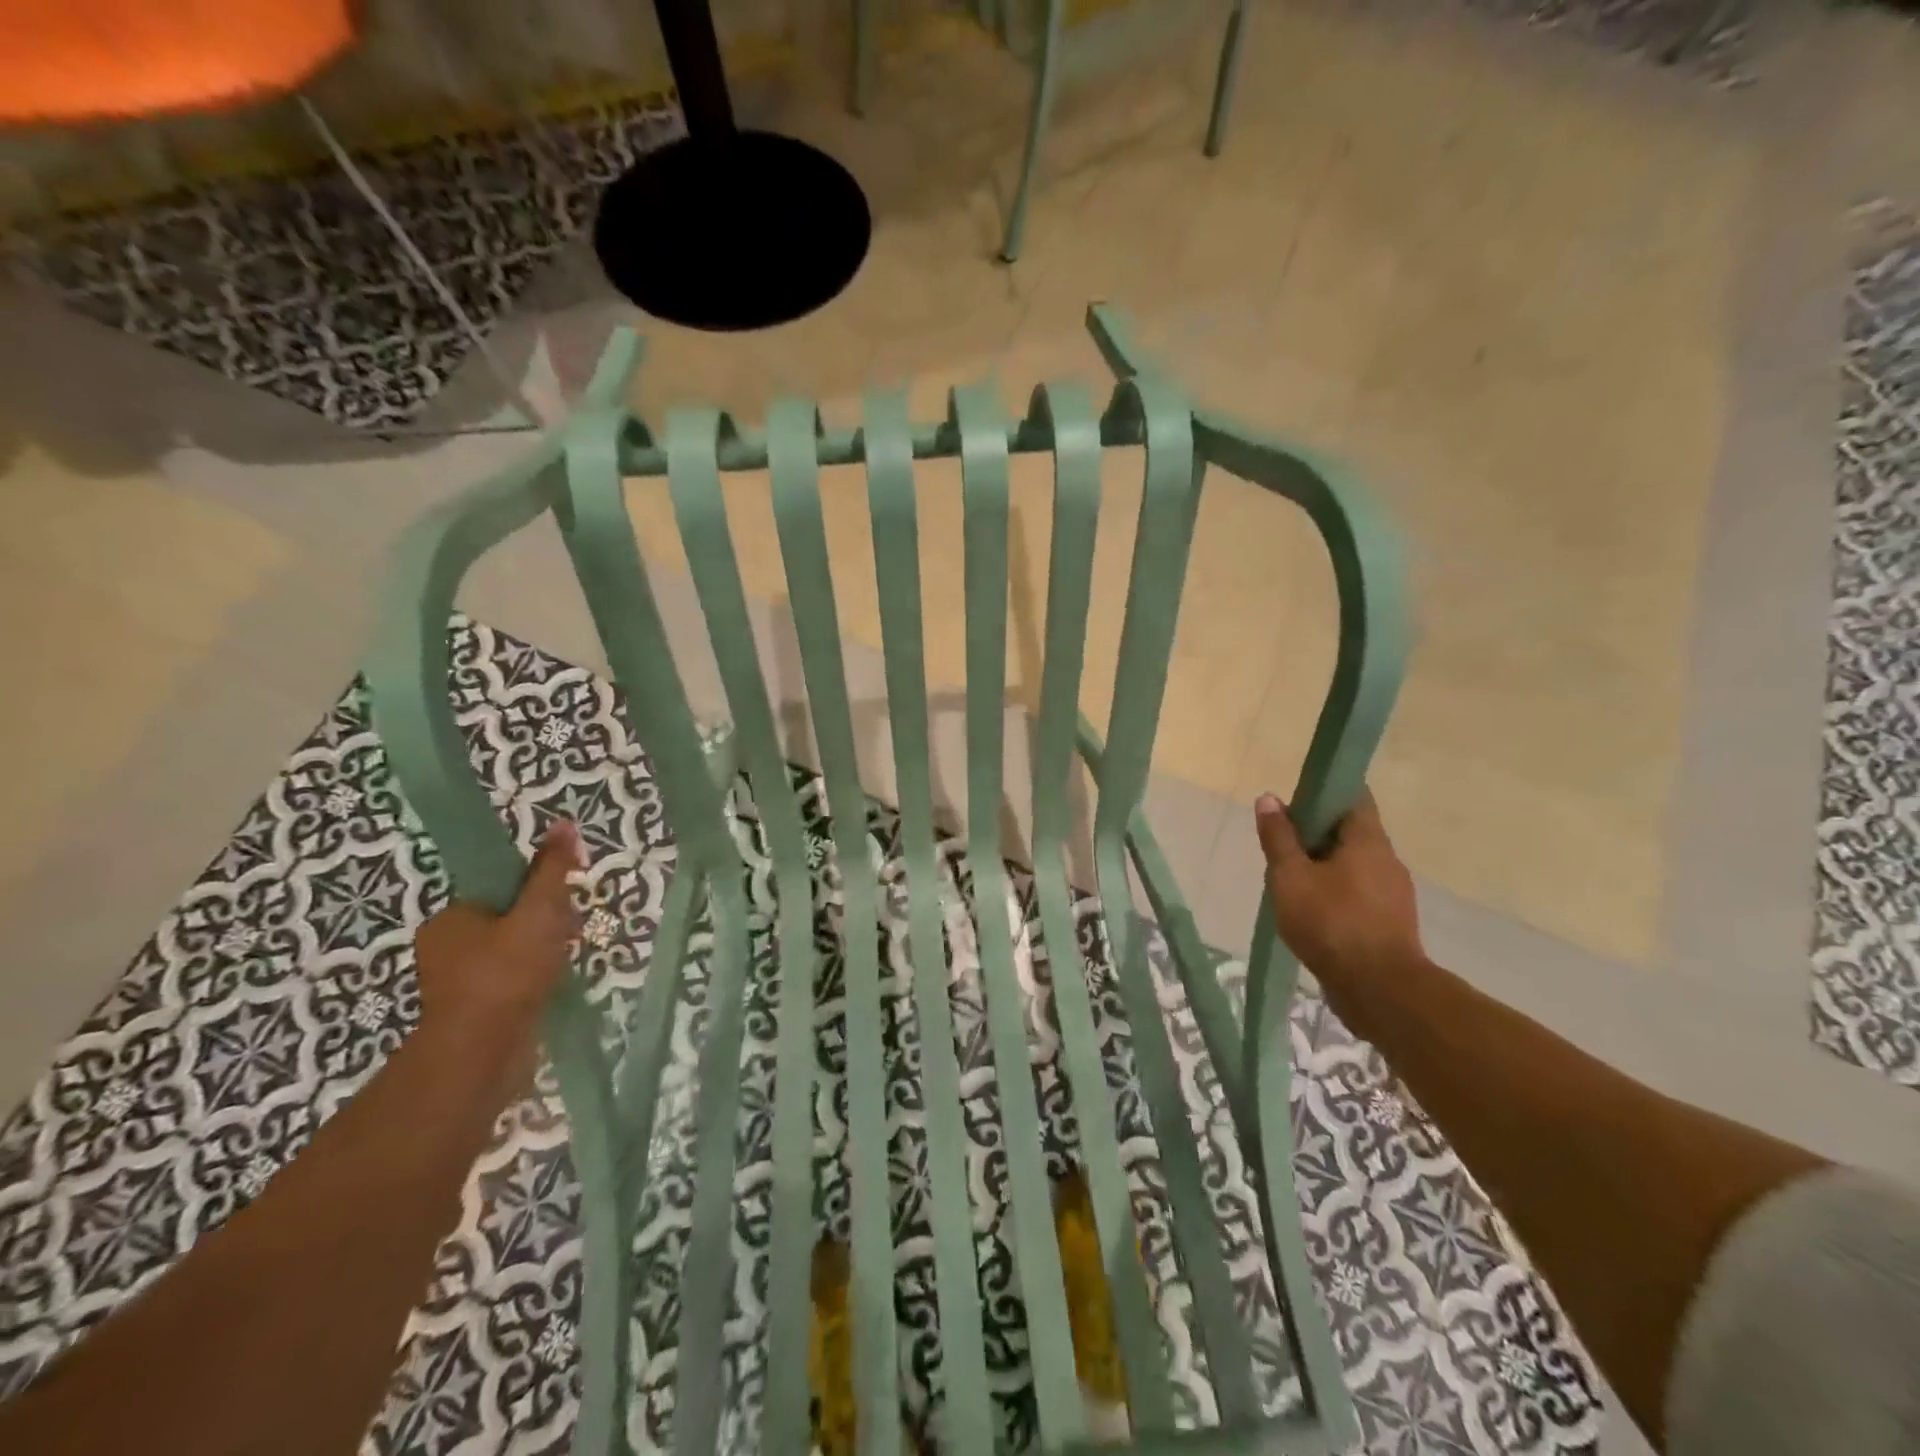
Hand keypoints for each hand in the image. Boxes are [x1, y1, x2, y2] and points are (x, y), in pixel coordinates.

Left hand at [412, 822, 582, 1079]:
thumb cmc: (506, 975)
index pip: (499, 888)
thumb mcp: (538, 912)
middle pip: (509, 917)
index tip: (559, 906)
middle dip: (544, 924)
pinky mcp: (476, 1010)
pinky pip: (513, 980)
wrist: (481, 1056)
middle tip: (565, 936)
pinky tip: (554, 985)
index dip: (535, 891)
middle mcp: (446, 947)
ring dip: (543, 952)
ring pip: (513, 950)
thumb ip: (552, 871)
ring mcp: (459, 982)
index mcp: (451, 918)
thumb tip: (564, 823)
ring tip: (563, 962)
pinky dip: (535, 979)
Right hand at [1254, 790, 1423, 1001]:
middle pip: (1350, 832)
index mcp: (1368, 841)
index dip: (1324, 792)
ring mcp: (1393, 894)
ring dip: (1324, 867)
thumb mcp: (1290, 876)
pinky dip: (1336, 894)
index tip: (1295, 802)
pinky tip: (1310, 913)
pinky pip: (1359, 895)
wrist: (1380, 991)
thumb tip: (1270, 799)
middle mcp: (1388, 861)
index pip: (1354, 796)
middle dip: (1316, 834)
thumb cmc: (1331, 923)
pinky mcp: (1391, 923)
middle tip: (1282, 847)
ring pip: (1354, 866)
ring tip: (1290, 883)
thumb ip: (1279, 838)